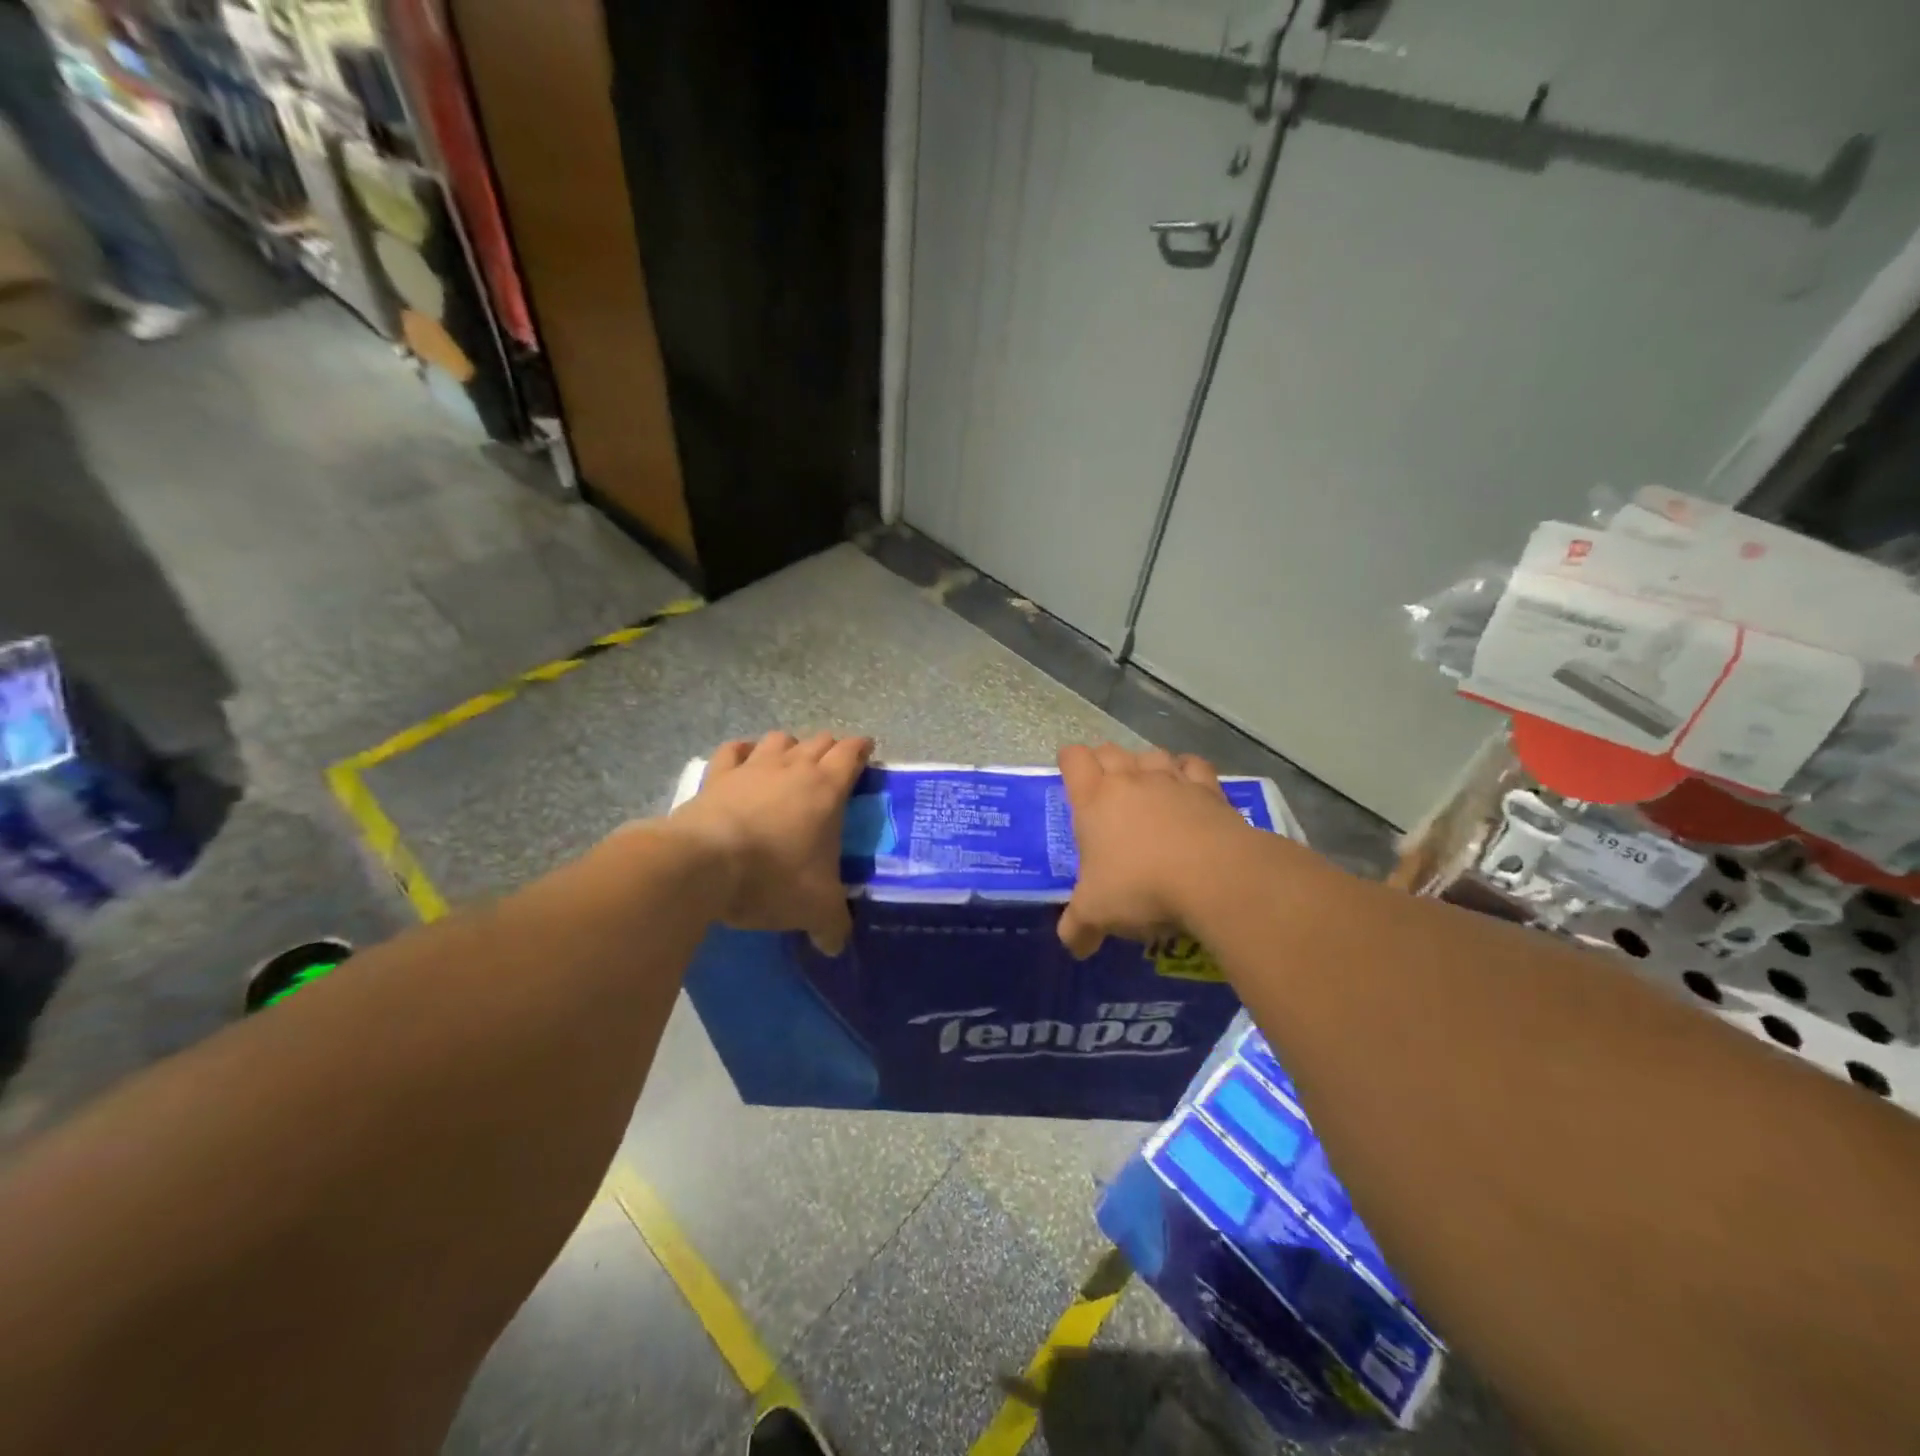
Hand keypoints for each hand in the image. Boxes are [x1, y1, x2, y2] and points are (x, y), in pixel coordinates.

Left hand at [669, 731, 873, 953]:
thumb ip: (833, 925)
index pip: (852, 753)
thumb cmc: (772, 878)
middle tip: (834, 769)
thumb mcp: (814, 908)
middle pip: (819, 741)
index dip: (863, 749)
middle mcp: (793, 767)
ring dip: (790, 747)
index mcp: (827, 789)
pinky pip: (734, 750)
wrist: (703, 865)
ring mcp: (752, 767)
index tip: (868, 753)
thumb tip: (836, 946)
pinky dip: (744, 752)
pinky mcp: (717, 775)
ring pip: (779, 738)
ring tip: (791, 764)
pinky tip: (744, 761)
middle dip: (830, 750)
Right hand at [1056, 743, 1252, 957]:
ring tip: (1146, 790)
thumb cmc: (1140, 887)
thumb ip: (1078, 927)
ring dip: (1145, 766)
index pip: (1073, 758)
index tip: (1071, 780)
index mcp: (1094, 799)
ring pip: (1151, 754)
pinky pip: (1193, 765)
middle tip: (1104, 793)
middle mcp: (1131, 780)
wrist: (1213, 877)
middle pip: (1110, 749)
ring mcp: (1172, 780)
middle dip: (1103, 764)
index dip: (1069, 763)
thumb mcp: (1097, 913)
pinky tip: (1188, 789)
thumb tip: (1073, 945)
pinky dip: (1187, 772)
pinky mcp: (1209, 789)